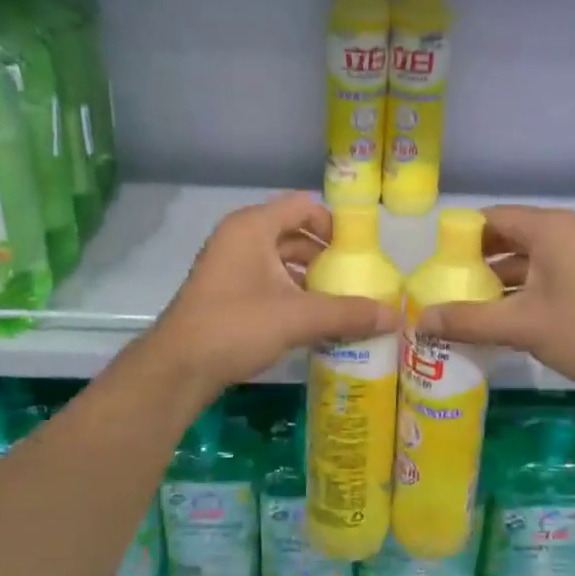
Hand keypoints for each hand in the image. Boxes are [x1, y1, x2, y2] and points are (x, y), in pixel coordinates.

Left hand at [146, 193, 399, 398]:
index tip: (360, 252)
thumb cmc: (236, 326)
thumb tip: (396, 316)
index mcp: (253, 227)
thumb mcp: (298, 317)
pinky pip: (267, 282)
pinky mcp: (225, 293)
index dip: (334, 224)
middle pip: (293, 234)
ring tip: (340, 301)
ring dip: (309, 278)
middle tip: (355, 279)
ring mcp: (229, 266)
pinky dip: (291, 294)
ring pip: (279, 261)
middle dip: (325, 256)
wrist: (178, 368)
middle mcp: (239, 238)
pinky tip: (312, 320)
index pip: (303, 207)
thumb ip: (348, 314)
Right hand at [415, 205, 574, 399]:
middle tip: (444, 285)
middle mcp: (566, 232)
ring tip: (463, 304)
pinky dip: (519, 290)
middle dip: (475, 261)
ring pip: (527, 259)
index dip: (460, 237)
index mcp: (551, 228)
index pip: (493, 218)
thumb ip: (467, 320)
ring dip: (497, 280)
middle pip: (509, 237)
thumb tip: (420, 321)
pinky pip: (544, 274)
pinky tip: (497, 317)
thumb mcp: (520, 325)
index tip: (434, 263)